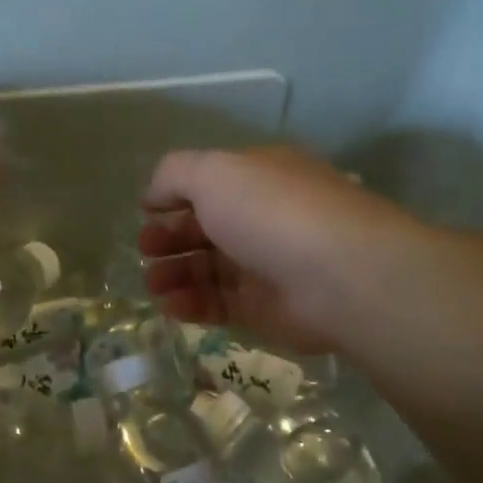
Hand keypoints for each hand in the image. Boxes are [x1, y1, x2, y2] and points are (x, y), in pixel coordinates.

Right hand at [138, 146, 422, 354]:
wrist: (338, 277)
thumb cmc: (272, 212)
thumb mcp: (215, 173)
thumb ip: (175, 175)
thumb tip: (152, 195)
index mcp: (256, 179)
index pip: (207, 186)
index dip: (172, 198)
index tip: (144, 214)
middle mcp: (261, 219)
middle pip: (204, 229)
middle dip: (168, 239)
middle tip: (145, 251)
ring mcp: (263, 266)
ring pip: (207, 271)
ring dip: (173, 275)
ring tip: (153, 285)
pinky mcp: (263, 309)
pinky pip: (218, 305)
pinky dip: (190, 305)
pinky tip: (170, 306)